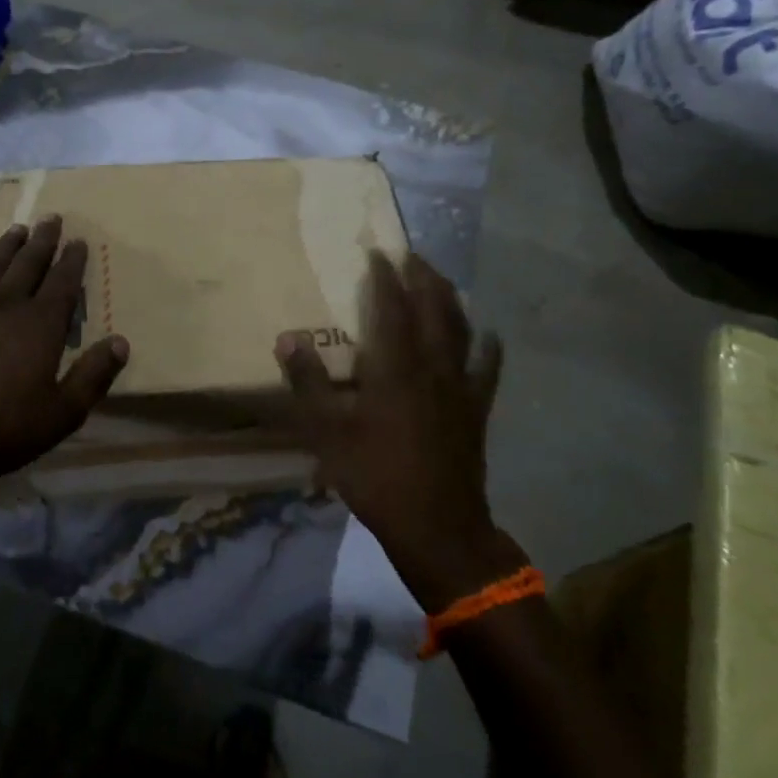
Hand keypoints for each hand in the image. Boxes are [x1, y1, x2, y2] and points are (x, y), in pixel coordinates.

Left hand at [0, 215, 128, 494]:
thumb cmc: (5, 429)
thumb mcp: (63, 412)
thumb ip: (93, 375)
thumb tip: (121, 342)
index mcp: (40, 325)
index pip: (62, 282)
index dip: (72, 260)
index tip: (79, 240)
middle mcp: (6, 306)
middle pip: (28, 264)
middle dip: (42, 241)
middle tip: (51, 218)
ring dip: (6, 247)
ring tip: (17, 230)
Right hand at [277, 252, 521, 611]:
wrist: (437, 526)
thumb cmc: (376, 477)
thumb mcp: (327, 433)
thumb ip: (308, 384)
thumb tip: (287, 338)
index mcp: (394, 368)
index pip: (391, 308)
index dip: (384, 277)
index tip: (377, 251)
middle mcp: (432, 367)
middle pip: (433, 309)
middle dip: (422, 277)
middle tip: (411, 254)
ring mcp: (460, 388)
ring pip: (461, 330)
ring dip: (450, 300)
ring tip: (440, 280)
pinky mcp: (476, 410)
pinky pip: (486, 370)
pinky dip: (488, 348)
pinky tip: (490, 335)